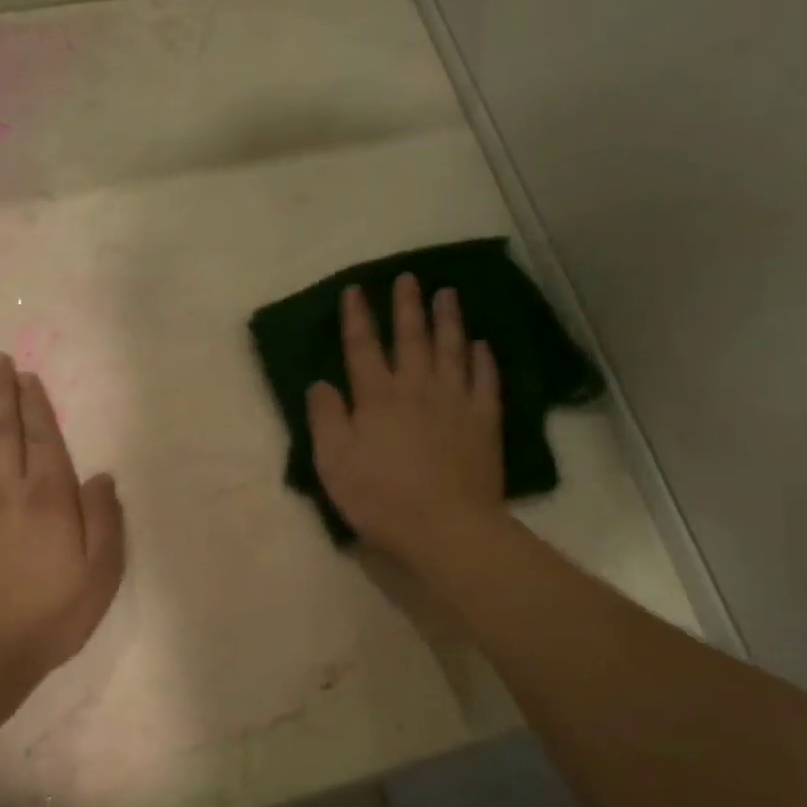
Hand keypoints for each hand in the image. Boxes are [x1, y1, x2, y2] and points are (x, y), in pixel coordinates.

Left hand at [0, 354, 124, 684]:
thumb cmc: (50, 613)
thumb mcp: (100, 573)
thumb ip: (104, 520)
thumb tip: (100, 477)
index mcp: (49, 497)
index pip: (42, 438)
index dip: (35, 404)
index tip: (26, 376)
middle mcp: (6, 489)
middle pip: (2, 430)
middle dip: (0, 392)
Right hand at [306, 275, 503, 562]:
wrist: (446, 528)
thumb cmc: (381, 499)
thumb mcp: (334, 463)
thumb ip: (325, 418)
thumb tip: (320, 383)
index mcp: (377, 398)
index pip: (363, 348)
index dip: (357, 318)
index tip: (355, 290)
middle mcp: (417, 389)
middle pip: (411, 339)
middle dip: (407, 306)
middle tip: (408, 278)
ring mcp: (455, 402)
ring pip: (452, 350)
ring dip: (448, 319)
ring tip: (447, 293)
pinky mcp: (484, 422)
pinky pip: (485, 381)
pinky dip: (482, 359)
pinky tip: (481, 344)